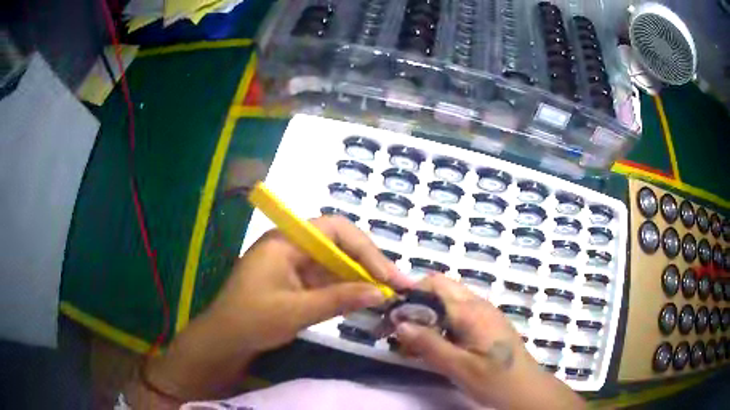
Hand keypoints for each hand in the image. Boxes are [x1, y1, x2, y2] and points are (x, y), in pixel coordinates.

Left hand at [206, 214, 412, 351]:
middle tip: (397, 285)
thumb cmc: (251, 320)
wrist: (225, 340)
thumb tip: (379, 293)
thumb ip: (338, 299)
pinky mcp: (298, 281)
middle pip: (340, 245)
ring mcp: (296, 264)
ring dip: (362, 278)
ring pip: (337, 263)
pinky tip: (366, 301)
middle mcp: (293, 246)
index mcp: (287, 241)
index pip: (335, 230)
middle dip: (369, 264)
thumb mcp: (295, 311)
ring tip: (389, 294)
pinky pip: (329, 279)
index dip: (365, 249)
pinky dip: (348, 289)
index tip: (387, 275)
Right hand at [394, 275, 584, 409]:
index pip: (432, 287)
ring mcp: (484, 312)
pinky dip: (440, 321)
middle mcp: (478, 304)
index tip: (389, 316)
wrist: (525, 389)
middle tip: (398, 326)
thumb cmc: (494, 380)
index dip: (407, 296)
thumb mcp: (459, 367)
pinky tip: (434, 343)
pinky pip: (458, 312)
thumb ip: (429, 344)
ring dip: (427, 312)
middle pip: (440, 287)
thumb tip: (399, 323)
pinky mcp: (486, 323)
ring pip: (448, 299)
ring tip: (412, 338)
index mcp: (471, 311)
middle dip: (415, 301)